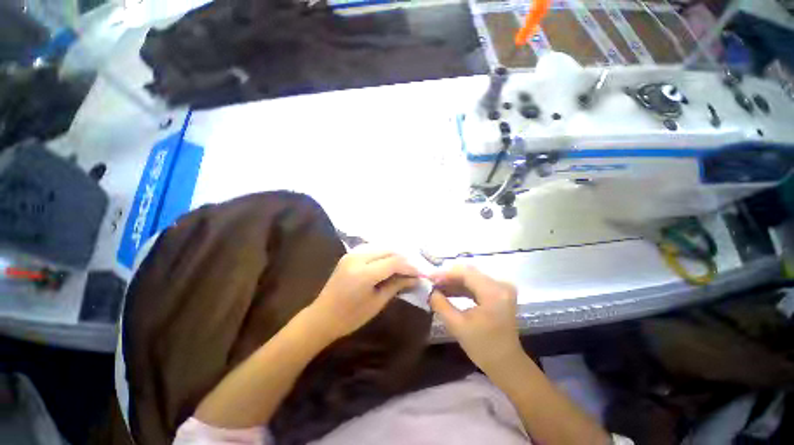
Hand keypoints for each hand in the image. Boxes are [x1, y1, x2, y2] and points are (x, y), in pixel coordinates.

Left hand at [307, 244, 418, 341]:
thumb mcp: (377, 303)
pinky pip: (372, 248)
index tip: (420, 273)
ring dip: (394, 254)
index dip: (410, 266)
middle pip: (388, 250)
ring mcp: (352, 254)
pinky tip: (389, 262)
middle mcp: (357, 258)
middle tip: (413, 270)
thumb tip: (415, 278)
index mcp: (364, 274)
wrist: (322, 317)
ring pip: (381, 246)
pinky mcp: (349, 254)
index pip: (394, 262)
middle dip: (404, 259)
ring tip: (403, 266)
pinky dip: (383, 253)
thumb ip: (396, 286)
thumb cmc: (350, 317)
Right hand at [430, 265, 522, 371]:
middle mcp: (500, 285)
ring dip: (454, 281)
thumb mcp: (457, 326)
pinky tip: (448, 291)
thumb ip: (440, 305)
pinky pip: (477, 283)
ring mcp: (501, 288)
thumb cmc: (483, 347)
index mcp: (493, 292)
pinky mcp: (499, 292)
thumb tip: (430, 291)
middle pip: (469, 272)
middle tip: (431, 283)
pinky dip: (462, 287)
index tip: (429, 278)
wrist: (506, 363)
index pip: (466, 273)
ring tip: (437, 287)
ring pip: (472, 277)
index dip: (445, 274)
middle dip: (448, 277)